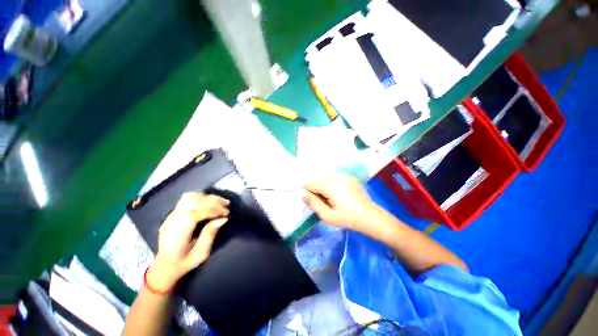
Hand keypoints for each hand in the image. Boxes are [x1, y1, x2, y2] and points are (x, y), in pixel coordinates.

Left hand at [147, 192, 229, 291]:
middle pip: (193, 201)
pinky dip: (201, 197)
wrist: (164, 266)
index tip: (226, 213)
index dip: (213, 210)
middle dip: (213, 201)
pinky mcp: (173, 213)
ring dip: (208, 197)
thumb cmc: (184, 263)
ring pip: (190, 197)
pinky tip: (210, 202)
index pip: (195, 213)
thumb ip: (210, 235)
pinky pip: (187, 199)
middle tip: (227, 206)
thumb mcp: (200, 254)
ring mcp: (171, 215)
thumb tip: (223, 219)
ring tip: (220, 202)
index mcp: (177, 233)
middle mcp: (172, 221)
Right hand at [303, 174, 379, 230]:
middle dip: (315, 188)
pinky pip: (333, 177)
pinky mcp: (348, 176)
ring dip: (322, 185)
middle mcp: (337, 176)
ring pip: (325, 177)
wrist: (370, 216)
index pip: (311, 183)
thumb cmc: (348, 219)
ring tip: (328, 198)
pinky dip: (330, 183)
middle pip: (317, 178)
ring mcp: (344, 175)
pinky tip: (336, 194)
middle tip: (320, 201)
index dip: (307, 191)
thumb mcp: (328, 216)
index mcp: (331, 186)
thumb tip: (303, 195)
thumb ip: (313, 204)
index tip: (310, 200)